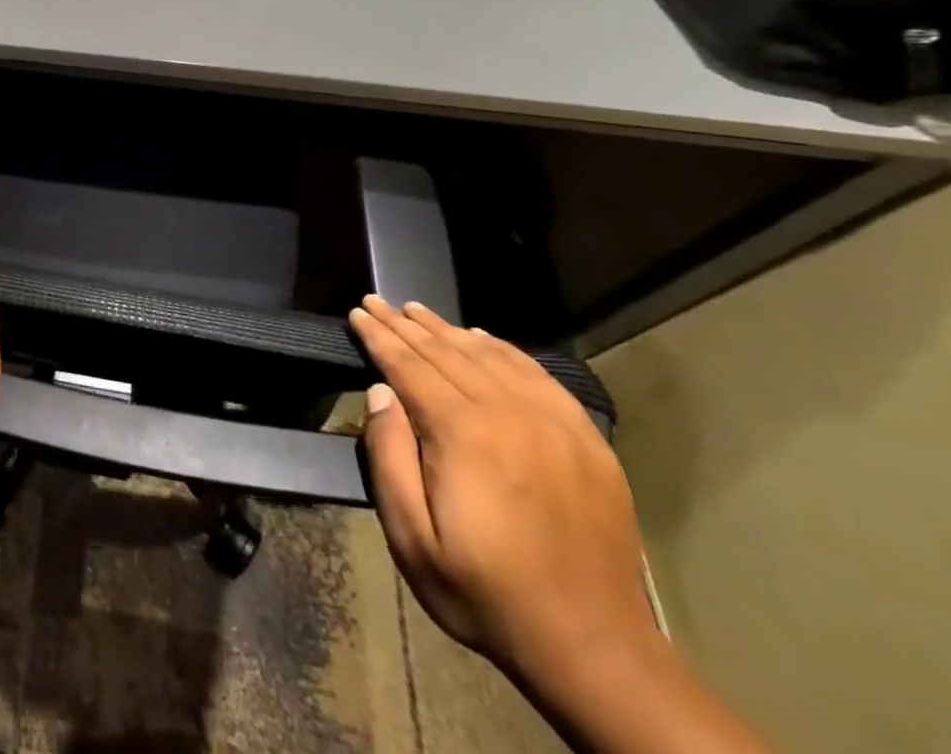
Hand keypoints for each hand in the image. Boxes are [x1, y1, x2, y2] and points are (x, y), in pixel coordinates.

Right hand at [349, 295, 655, 687]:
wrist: (594, 649)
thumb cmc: (485, 592)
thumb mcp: (412, 538)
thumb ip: (389, 457)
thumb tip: (380, 393)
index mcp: (463, 434)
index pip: (409, 365)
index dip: (379, 336)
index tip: (357, 312)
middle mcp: (509, 414)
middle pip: (446, 352)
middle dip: (405, 325)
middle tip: (376, 301)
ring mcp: (554, 424)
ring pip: (490, 356)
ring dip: (448, 330)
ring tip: (417, 311)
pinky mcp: (587, 441)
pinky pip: (538, 376)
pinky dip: (504, 350)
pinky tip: (484, 339)